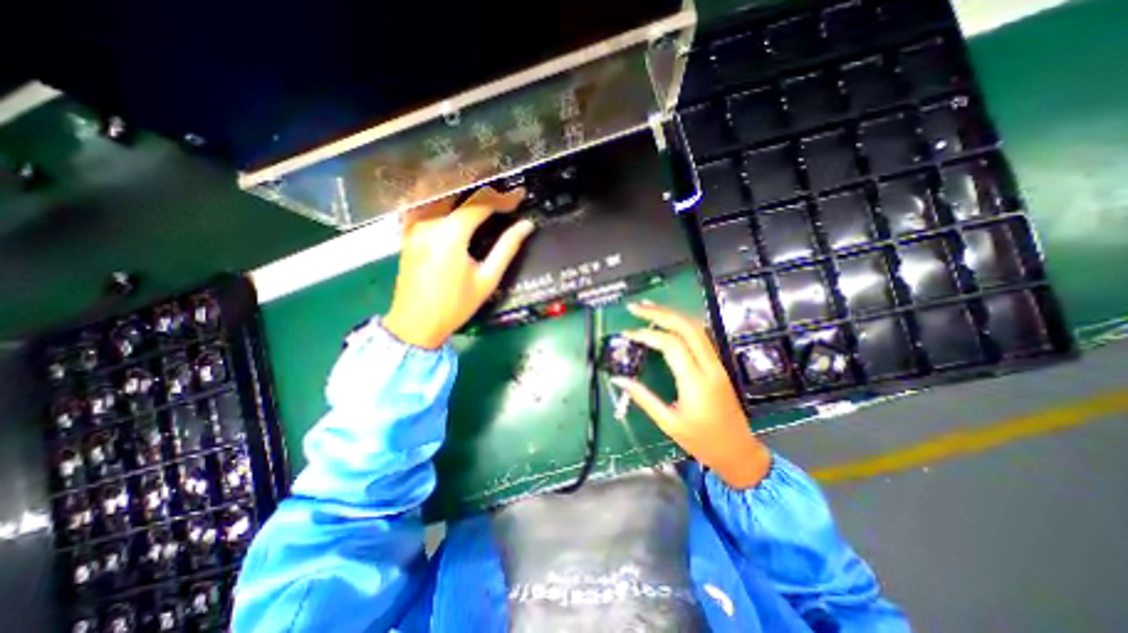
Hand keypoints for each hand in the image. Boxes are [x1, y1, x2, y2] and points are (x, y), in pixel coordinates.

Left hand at [383, 185, 532, 347]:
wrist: (415, 324)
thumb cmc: (455, 305)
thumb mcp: (487, 279)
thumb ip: (507, 248)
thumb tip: (526, 226)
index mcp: (450, 234)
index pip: (481, 203)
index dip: (503, 198)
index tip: (520, 197)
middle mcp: (429, 222)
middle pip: (459, 192)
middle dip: (485, 190)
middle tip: (505, 194)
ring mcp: (414, 225)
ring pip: (440, 193)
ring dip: (464, 189)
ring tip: (484, 193)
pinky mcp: (407, 232)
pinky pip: (425, 204)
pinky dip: (442, 197)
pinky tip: (454, 200)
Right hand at [614, 301, 770, 488]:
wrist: (739, 452)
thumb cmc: (702, 442)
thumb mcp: (668, 423)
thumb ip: (643, 398)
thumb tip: (619, 380)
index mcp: (696, 383)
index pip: (671, 346)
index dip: (647, 334)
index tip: (627, 333)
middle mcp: (709, 367)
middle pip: (687, 327)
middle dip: (660, 313)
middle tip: (636, 307)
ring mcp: (717, 364)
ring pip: (697, 328)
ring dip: (672, 314)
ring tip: (649, 308)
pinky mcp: (718, 365)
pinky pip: (701, 337)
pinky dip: (682, 324)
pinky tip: (668, 322)